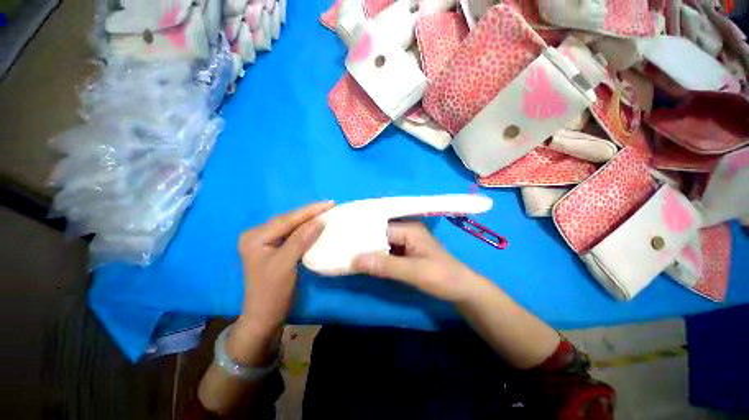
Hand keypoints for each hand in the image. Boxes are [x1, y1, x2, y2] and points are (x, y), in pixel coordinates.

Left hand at [234, 202, 333, 340]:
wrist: (265, 316)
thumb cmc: (272, 292)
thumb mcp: (285, 265)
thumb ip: (300, 240)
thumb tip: (319, 221)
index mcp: (255, 237)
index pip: (286, 220)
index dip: (309, 211)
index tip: (330, 203)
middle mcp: (258, 235)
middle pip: (289, 220)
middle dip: (310, 212)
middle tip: (330, 205)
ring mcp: (266, 241)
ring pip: (292, 225)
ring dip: (309, 219)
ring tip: (326, 211)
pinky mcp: (275, 247)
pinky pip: (293, 233)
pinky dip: (307, 229)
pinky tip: (317, 224)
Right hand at [352, 221, 483, 302]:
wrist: (461, 289)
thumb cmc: (442, 277)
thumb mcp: (414, 272)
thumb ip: (385, 265)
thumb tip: (354, 260)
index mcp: (409, 228)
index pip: (378, 228)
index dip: (361, 236)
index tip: (342, 243)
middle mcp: (405, 230)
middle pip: (378, 233)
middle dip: (362, 242)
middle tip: (341, 249)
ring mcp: (405, 240)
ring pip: (380, 242)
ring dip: (367, 250)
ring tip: (346, 255)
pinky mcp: (404, 250)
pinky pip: (385, 250)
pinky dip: (375, 257)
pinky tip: (363, 262)